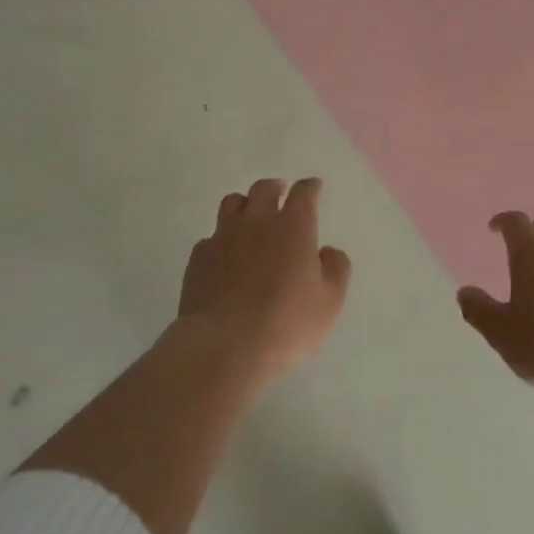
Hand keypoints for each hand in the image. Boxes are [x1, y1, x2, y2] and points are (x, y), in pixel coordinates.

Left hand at [178, 177, 351, 386]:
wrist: (224, 347)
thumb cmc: (287, 323)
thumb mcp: (329, 302)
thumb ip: (336, 270)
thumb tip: (328, 252)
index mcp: (294, 226)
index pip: (304, 193)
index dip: (310, 187)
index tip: (314, 186)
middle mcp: (257, 222)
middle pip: (263, 189)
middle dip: (275, 188)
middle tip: (280, 192)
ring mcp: (223, 238)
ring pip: (231, 203)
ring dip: (244, 205)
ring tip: (249, 215)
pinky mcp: (198, 259)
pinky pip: (210, 237)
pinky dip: (221, 240)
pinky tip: (224, 255)